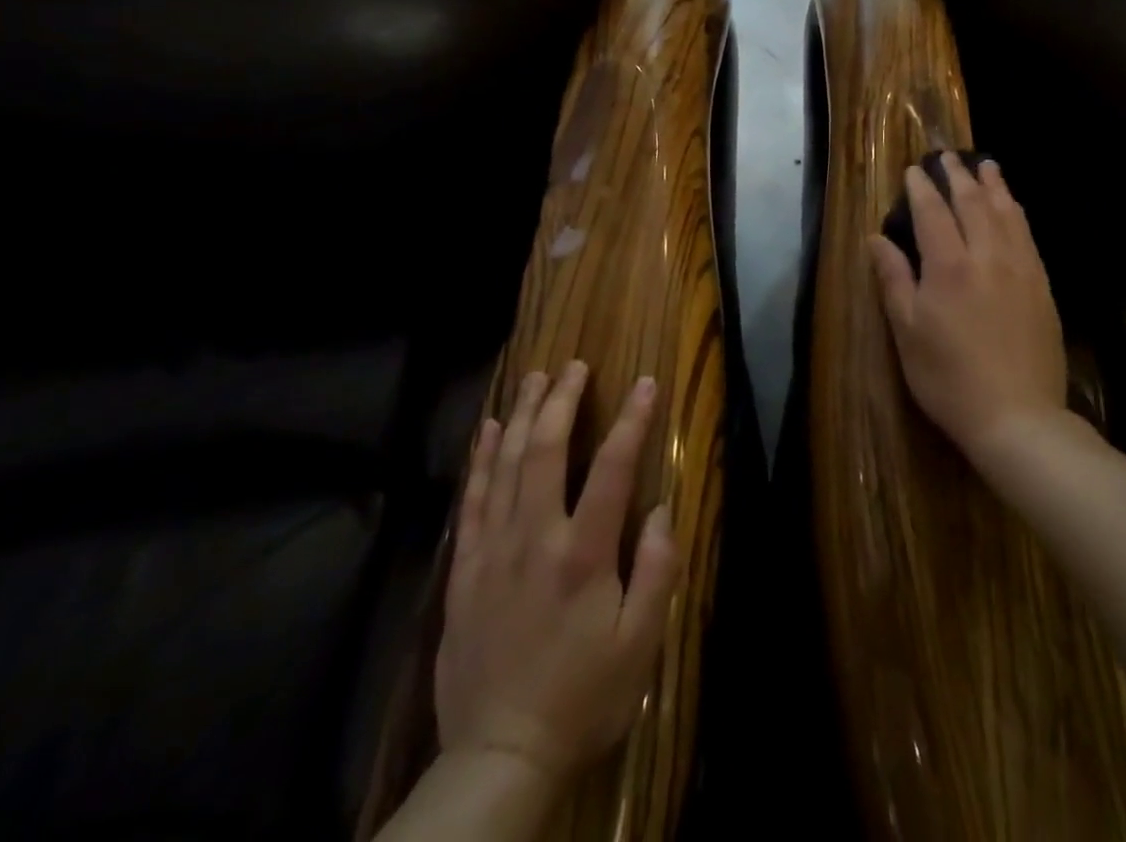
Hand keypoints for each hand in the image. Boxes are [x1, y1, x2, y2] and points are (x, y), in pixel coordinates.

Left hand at [434, 362, 676, 783]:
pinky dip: (481, 459)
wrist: (499, 758)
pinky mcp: (466, 571)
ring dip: (522, 416)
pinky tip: (488, 430)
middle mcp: (535, 538)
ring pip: (506, 465)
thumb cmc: (583, 697)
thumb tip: (659, 508)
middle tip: (573, 366)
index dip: (631, 419)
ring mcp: (493, 551)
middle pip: (546, 450)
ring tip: (534, 379)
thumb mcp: (640, 644)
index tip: (643, 382)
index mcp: (583, 554)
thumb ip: (656, 570)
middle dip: (562, 401)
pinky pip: (473, 499)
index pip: (612, 467)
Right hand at [868, 152, 1068, 467]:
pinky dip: (1016, 211)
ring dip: (993, 184)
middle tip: (948, 155)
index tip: (914, 169)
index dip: (922, 188)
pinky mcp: (1042, 285)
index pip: (933, 213)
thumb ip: (893, 279)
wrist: (1018, 416)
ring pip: (1006, 212)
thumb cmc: (949, 378)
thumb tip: (876, 238)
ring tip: (985, 164)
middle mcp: (987, 256)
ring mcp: (1020, 269)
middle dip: (958, 175)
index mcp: (948, 267)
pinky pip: (1028, 235)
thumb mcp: (908, 332)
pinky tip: (1013, 206)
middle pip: (972, 203)